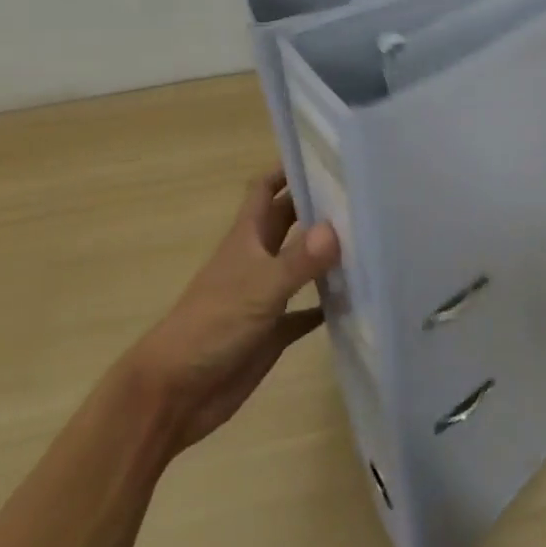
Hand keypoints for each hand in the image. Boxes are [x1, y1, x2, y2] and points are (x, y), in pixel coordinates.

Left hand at [125, 170, 340, 458]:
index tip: (324, 152)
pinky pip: (306, 311)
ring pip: (301, 263)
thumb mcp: (259, 288)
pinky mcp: (273, 331)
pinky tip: (358, 298)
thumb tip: (337, 228)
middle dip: (318, 204)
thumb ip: (298, 260)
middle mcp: (257, 259)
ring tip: (371, 236)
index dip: (287, 168)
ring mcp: (265, 295)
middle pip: (289, 221)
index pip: (265, 189)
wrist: (174, 394)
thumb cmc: (211, 327)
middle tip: (362, 191)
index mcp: (247, 238)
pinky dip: (327, 304)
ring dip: (328, 253)